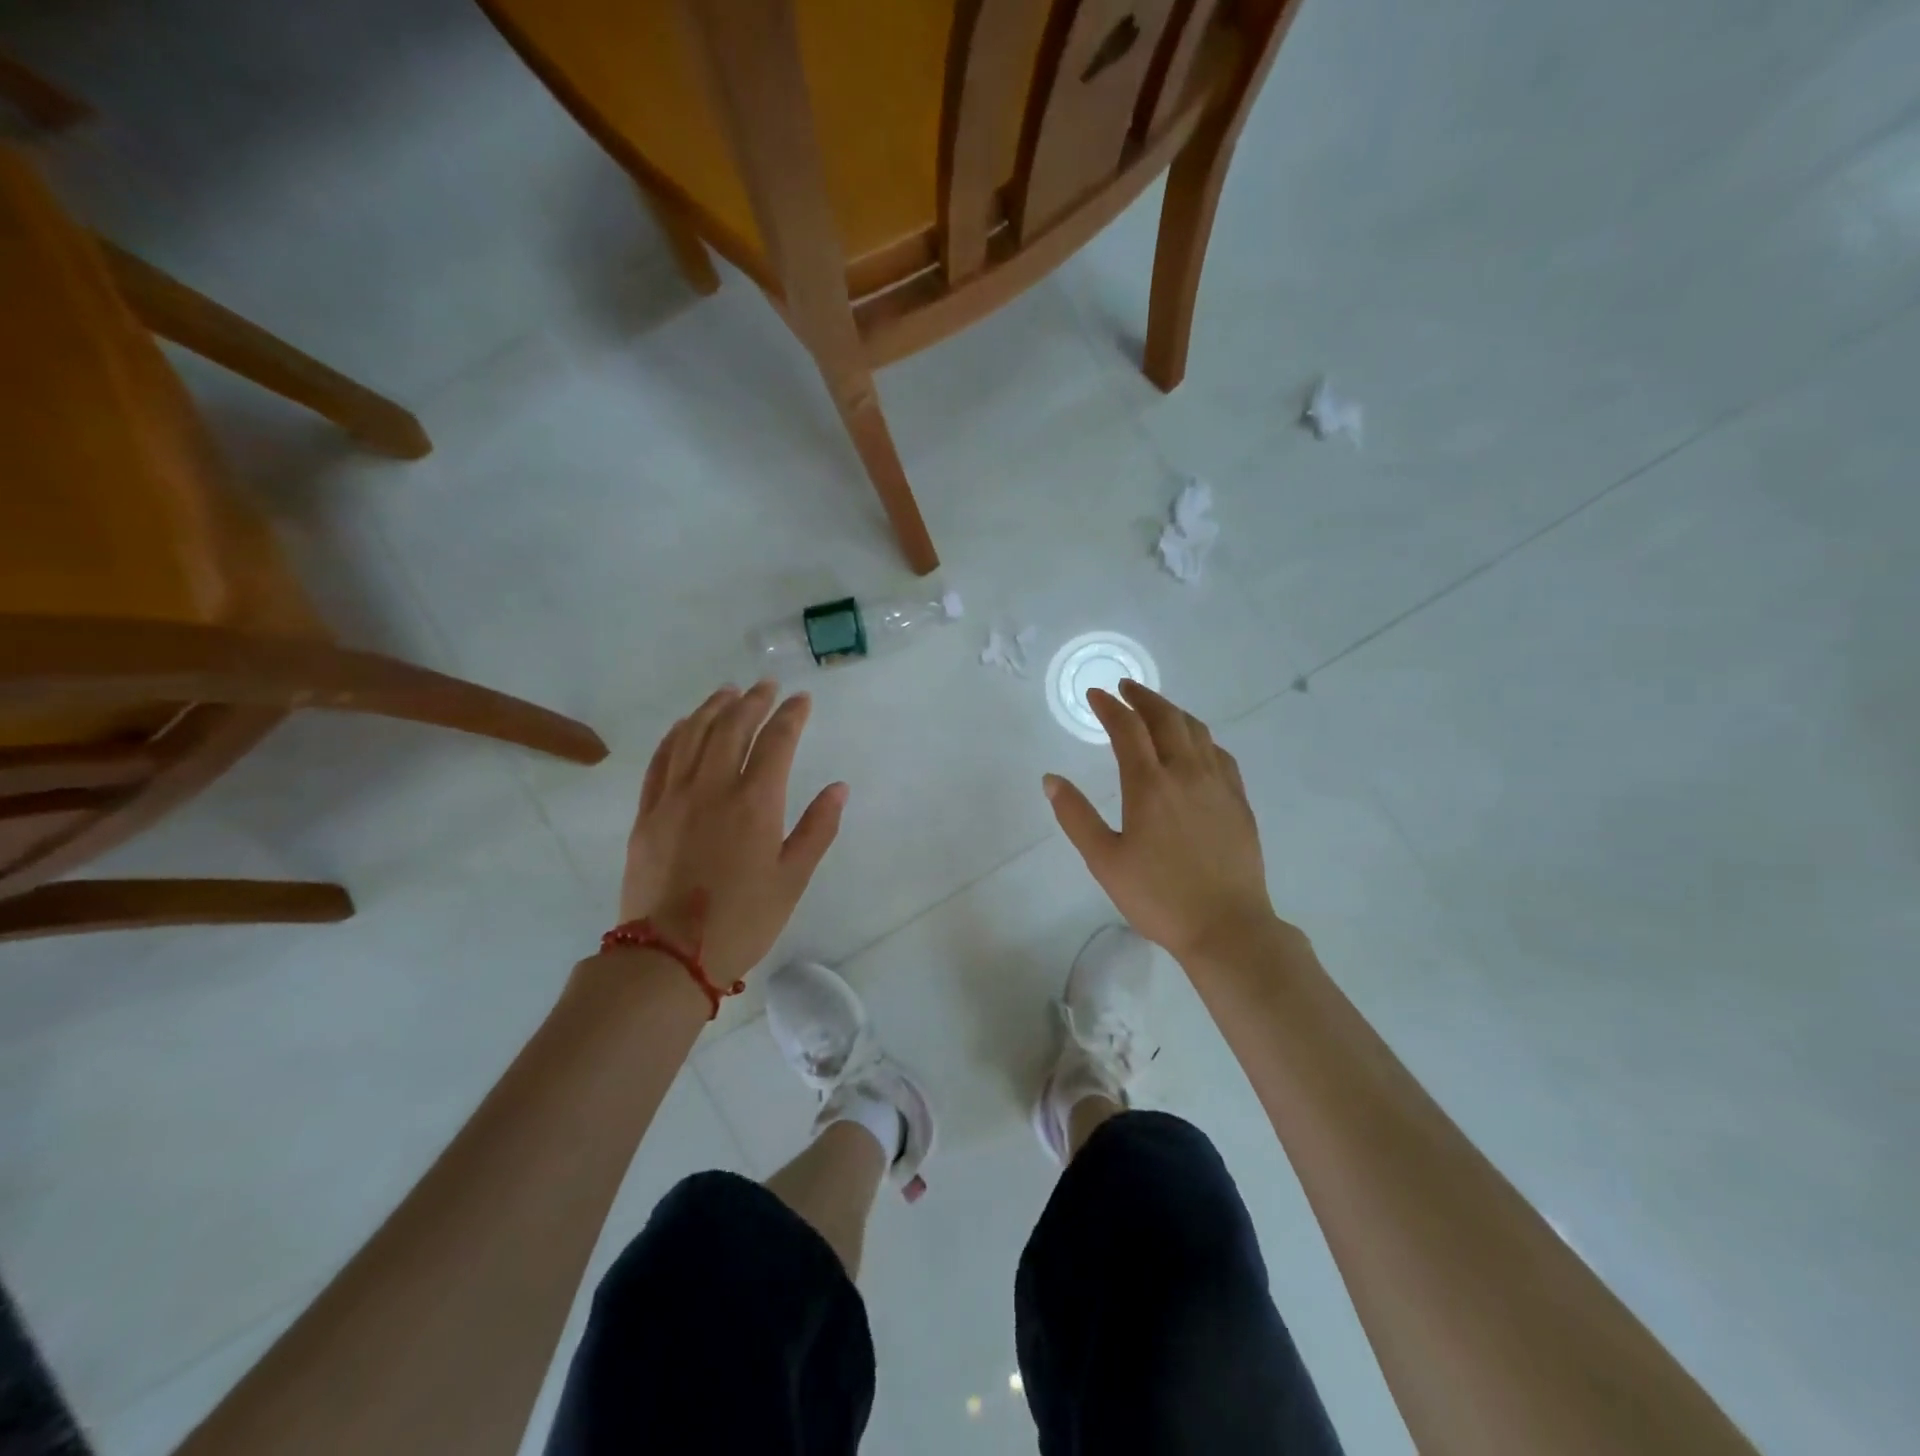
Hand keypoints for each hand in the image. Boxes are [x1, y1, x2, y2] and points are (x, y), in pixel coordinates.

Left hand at [619, 682, 846, 986]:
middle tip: (766, 686)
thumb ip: (817, 829)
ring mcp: (673, 798)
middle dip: (753, 701)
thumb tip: (839, 788)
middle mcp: (712, 788)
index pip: (776, 742)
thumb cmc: (742, 921)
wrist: (668, 957)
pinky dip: (675, 735)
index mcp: (755, 803)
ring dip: (713, 708)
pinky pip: (660, 761)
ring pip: (693, 736)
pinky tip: (685, 725)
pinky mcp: (647, 814)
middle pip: (732, 728)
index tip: (802, 699)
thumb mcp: (793, 879)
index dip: (791, 715)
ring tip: (728, 692)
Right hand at [1043, 680, 1277, 961]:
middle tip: (1125, 688)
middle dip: (1143, 698)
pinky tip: (1196, 747)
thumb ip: (1076, 816)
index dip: (1109, 707)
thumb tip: (1051, 779)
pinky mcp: (1239, 802)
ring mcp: (1218, 785)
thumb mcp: (1104, 860)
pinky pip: (1220, 754)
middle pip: (1167, 719)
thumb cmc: (1158, 896)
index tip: (1095, 695)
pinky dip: (1201, 738)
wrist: (1227, 927)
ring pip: (1197, 731)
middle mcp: (1186, 773)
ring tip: (1156, 709)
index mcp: (1149, 785)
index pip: (1127, 729)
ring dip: (1173, 712)